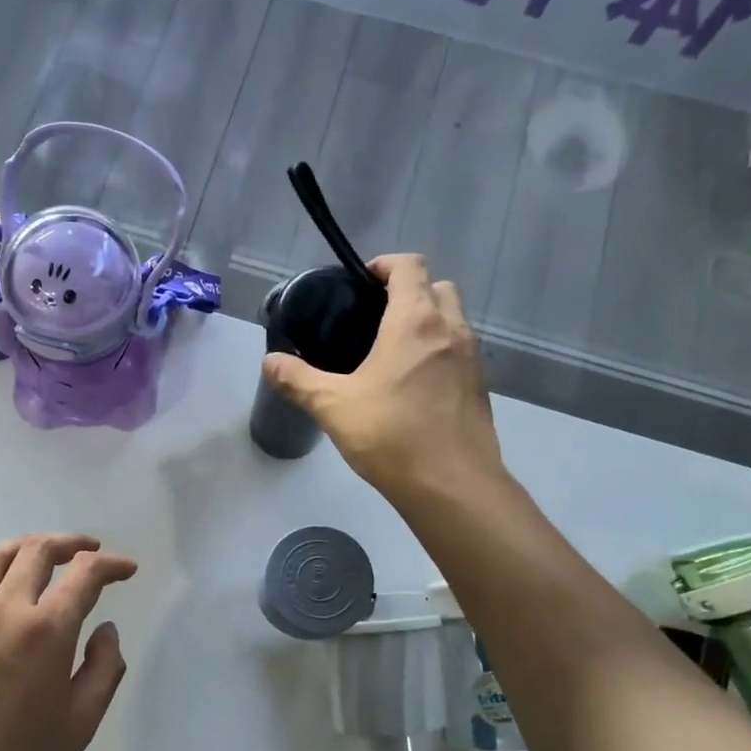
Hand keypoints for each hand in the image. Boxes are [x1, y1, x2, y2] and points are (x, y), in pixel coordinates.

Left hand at [0, 534, 137, 750]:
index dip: (110, 564)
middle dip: (70, 544)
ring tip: (43, 553)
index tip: (126, 569)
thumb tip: (106, 630)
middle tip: (88, 552)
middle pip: (37, 550)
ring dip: (25, 546)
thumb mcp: (81, 723)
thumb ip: (104, 668)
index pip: (84, 574)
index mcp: (46, 631)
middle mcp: (4, 610)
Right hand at [262, 253, 501, 497]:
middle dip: (410, 291)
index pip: (410, 266)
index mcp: (415, 321)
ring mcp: (472, 358)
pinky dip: (440, 352)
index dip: (385, 266)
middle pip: (438, 287)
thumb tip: (270, 362)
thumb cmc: (390, 435)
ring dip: (428, 321)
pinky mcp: (481, 387)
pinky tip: (413, 385)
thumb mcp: (333, 406)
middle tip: (376, 317)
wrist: (451, 485)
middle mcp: (451, 329)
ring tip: (392, 352)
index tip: (361, 284)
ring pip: (454, 319)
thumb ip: (298, 380)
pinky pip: (459, 352)